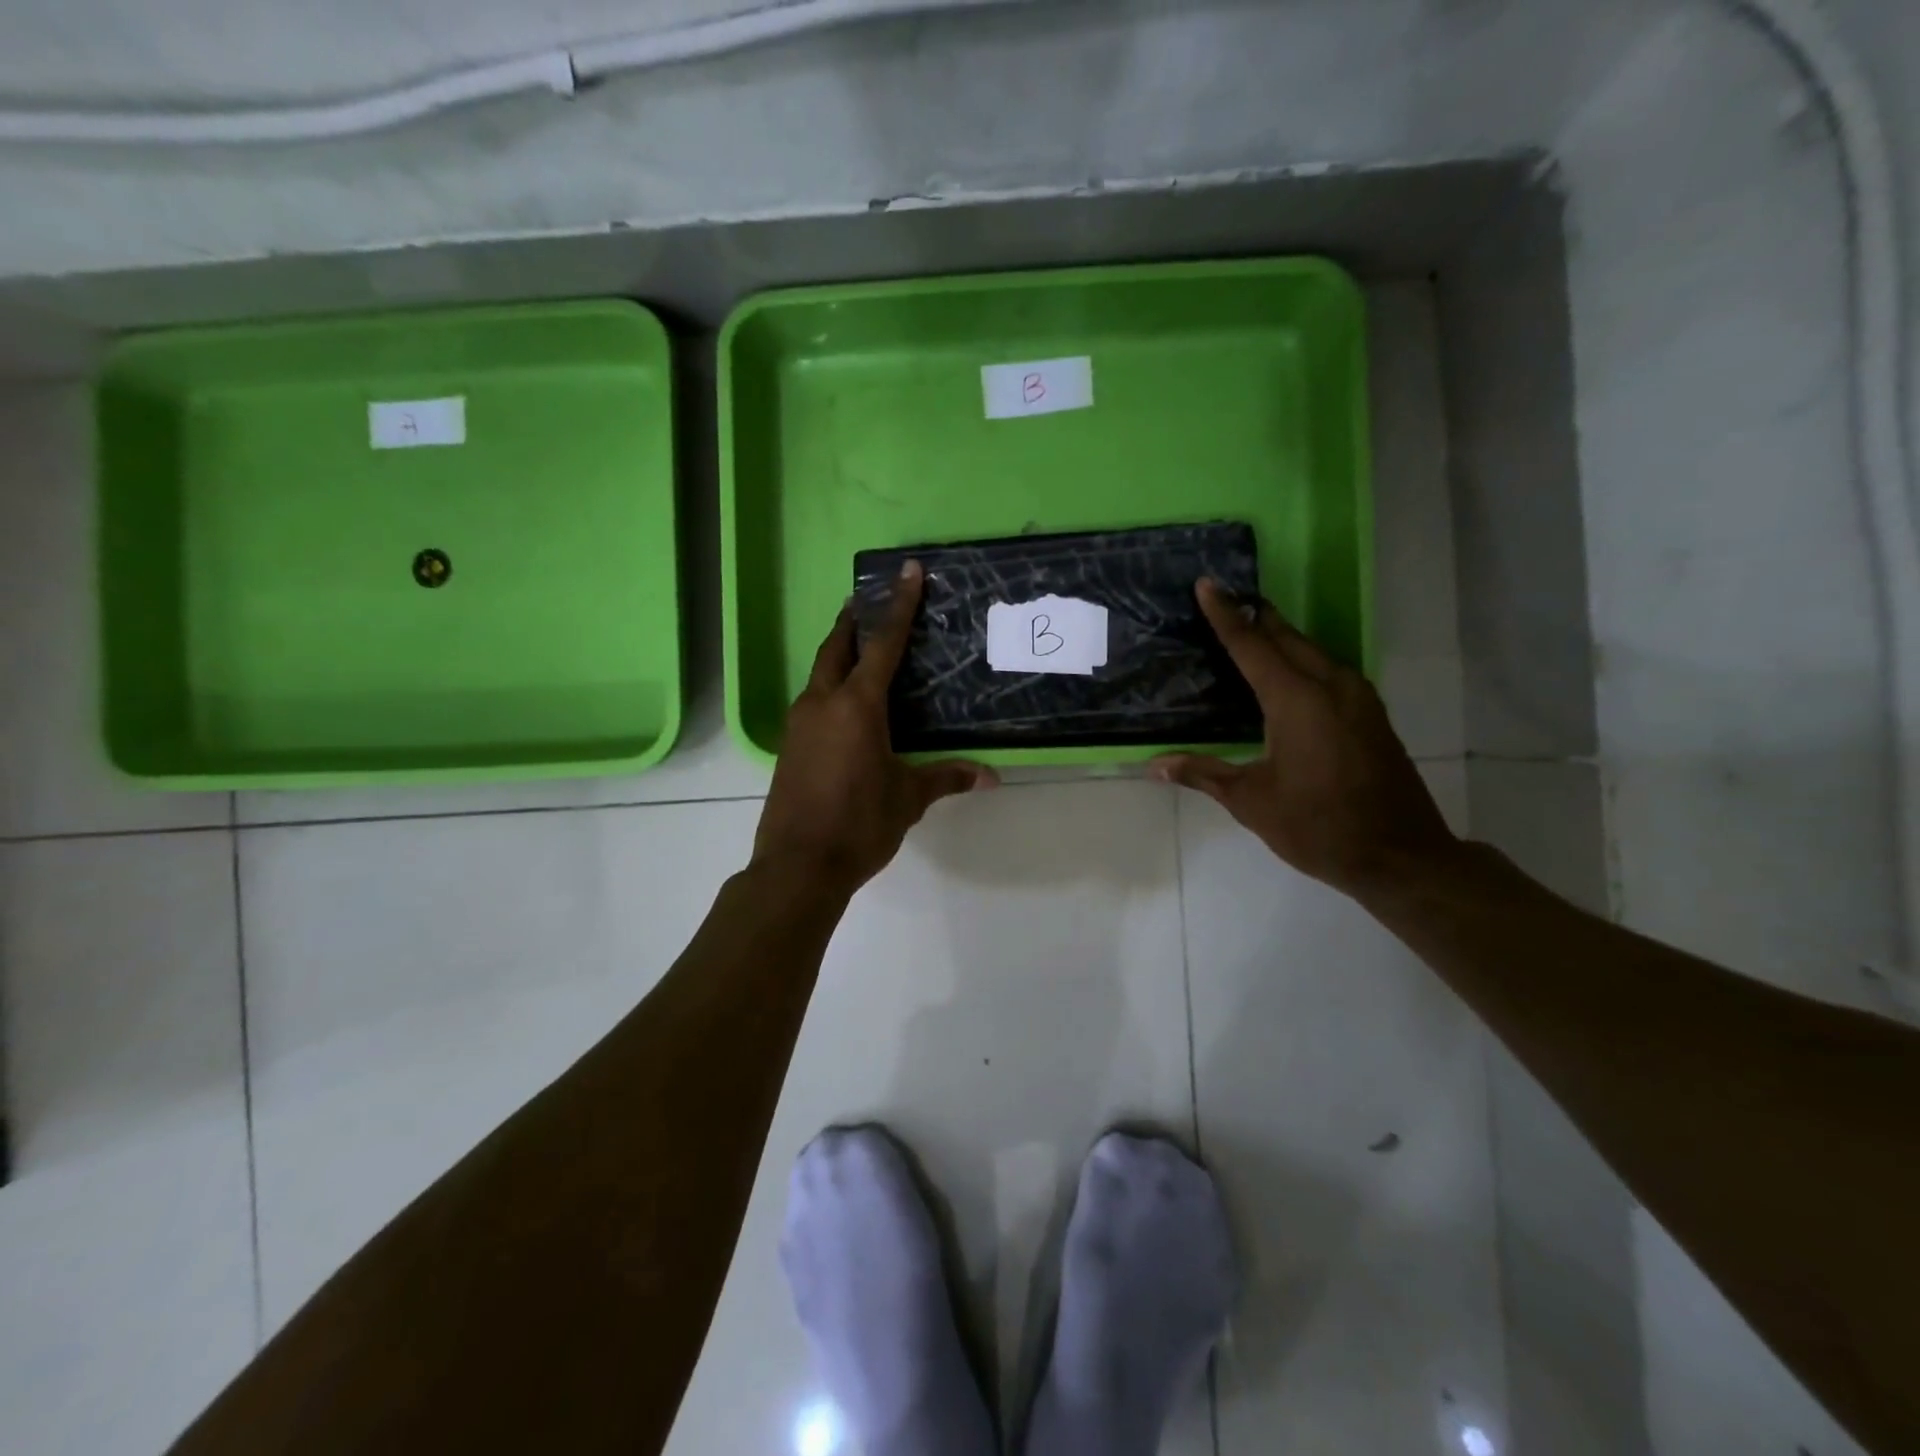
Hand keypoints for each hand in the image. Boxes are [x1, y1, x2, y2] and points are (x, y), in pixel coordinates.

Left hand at [753, 561, 997, 894]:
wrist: (797, 865)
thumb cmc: (859, 824)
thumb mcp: (908, 798)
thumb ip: (946, 778)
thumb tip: (991, 777)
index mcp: (857, 706)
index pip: (882, 644)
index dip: (898, 606)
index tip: (906, 572)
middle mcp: (823, 703)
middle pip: (837, 646)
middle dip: (854, 620)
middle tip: (869, 599)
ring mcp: (799, 723)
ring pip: (820, 672)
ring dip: (839, 652)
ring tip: (860, 645)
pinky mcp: (788, 745)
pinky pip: (812, 700)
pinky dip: (830, 685)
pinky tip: (845, 703)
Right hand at [1151, 579, 1459, 899]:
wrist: (1401, 856)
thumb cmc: (1318, 826)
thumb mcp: (1251, 802)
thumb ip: (1203, 774)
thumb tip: (1154, 765)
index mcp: (1296, 701)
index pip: (1251, 645)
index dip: (1226, 615)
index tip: (1207, 584)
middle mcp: (1331, 686)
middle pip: (1287, 637)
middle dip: (1255, 616)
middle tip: (1225, 599)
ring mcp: (1358, 698)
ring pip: (1312, 651)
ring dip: (1281, 636)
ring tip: (1250, 629)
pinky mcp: (1371, 714)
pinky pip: (1329, 670)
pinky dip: (1302, 659)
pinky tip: (1288, 673)